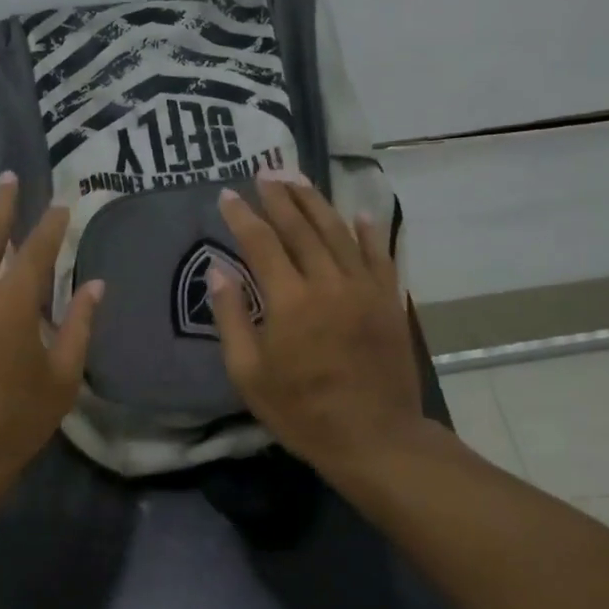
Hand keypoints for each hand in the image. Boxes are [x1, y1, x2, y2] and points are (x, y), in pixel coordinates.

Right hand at [210, 177, 428, 480]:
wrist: (374, 437)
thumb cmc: (301, 412)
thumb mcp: (249, 375)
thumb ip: (232, 318)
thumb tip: (219, 270)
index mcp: (290, 301)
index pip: (261, 243)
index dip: (243, 216)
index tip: (228, 195)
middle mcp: (328, 282)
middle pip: (301, 228)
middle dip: (280, 197)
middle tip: (266, 171)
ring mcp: (365, 288)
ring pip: (339, 232)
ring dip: (317, 203)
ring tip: (299, 179)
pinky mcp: (389, 300)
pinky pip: (379, 254)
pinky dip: (367, 231)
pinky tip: (358, 213)